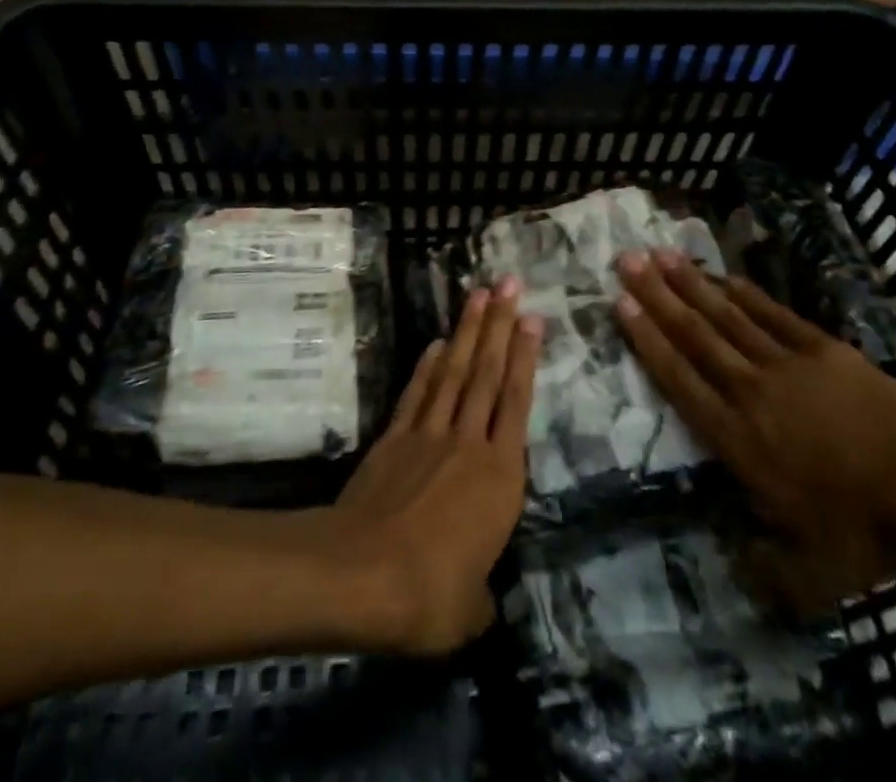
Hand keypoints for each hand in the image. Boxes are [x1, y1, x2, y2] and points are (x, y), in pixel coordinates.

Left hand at [327, 280, 541, 653]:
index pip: (517, 403)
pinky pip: (417, 394)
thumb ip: (482, 596)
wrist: (362, 574)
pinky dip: (428, 366)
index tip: (532, 320)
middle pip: (487, 373)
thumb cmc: (431, 594)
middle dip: (500, 325)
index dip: (525, 358)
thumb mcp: (470, 611)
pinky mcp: (395, 439)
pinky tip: (437, 343)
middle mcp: (469, 443)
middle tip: (508, 284)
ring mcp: (429, 435)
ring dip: (468, 332)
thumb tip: (482, 600)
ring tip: (478, 294)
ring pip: (455, 372)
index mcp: (500, 477)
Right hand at [614, 249, 895, 611]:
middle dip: (658, 296)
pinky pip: (770, 314)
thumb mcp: (814, 572)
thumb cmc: (867, 528)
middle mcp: (751, 391)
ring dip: (691, 284)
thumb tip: (735, 569)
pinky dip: (743, 293)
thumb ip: (767, 571)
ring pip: (726, 316)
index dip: (647, 341)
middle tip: (627, 260)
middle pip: (695, 335)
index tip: (621, 305)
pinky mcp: (819, 347)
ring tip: (661, 255)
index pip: (680, 381)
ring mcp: (785, 363)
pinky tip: (722, 275)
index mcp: (739, 440)